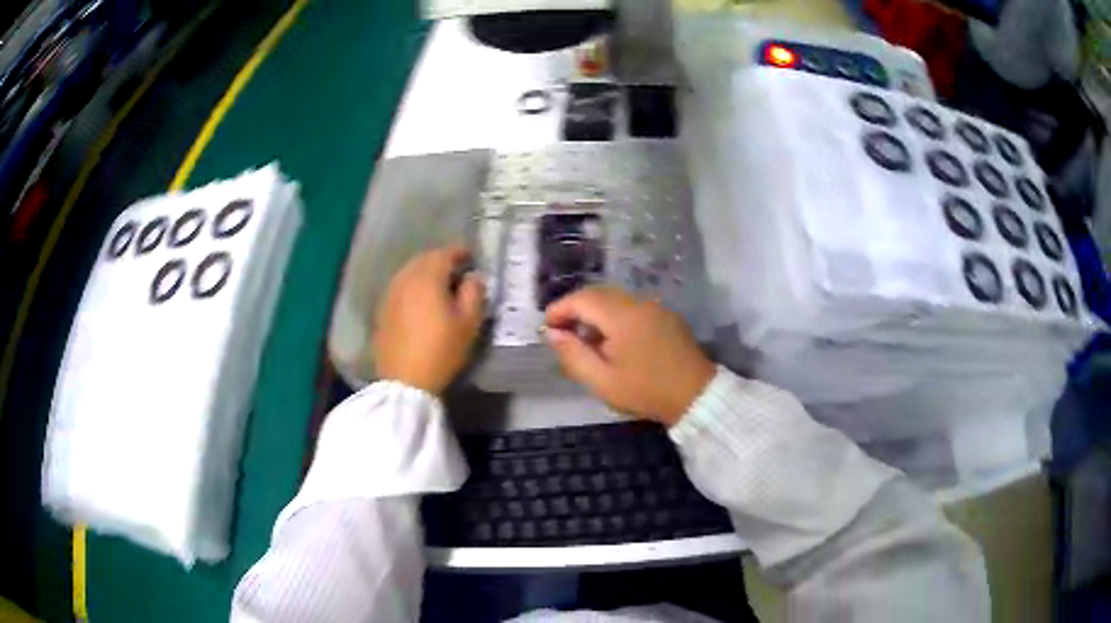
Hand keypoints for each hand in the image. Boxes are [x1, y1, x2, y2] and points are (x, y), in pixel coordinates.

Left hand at [375, 246, 484, 394]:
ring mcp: (390, 294)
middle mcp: (405, 279)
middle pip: (424, 259)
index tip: (472, 258)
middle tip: (457, 272)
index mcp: (427, 278)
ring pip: (410, 273)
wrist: (405, 382)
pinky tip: (421, 303)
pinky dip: (413, 288)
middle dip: (441, 261)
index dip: (461, 253)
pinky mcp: (383, 310)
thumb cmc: (441, 351)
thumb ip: (474, 292)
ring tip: (440, 287)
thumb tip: (473, 277)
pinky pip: (400, 288)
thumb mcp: (469, 323)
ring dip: (425, 273)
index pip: (445, 253)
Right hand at [544, 286, 715, 425]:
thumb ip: (573, 354)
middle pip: (598, 294)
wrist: (695, 396)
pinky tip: (614, 341)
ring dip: (595, 313)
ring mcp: (656, 307)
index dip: (559, 309)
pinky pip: (633, 307)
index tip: (547, 327)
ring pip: (616, 299)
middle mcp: (639, 302)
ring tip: (587, 341)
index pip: (581, 298)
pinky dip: (615, 316)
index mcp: (621, 315)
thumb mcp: (602, 380)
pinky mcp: (667, 316)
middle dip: (576, 309)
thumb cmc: (645, 391)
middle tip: (563, 333)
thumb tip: (552, 333)